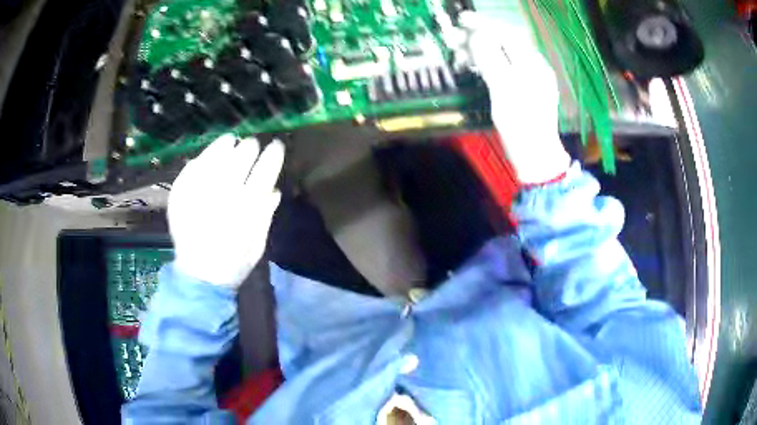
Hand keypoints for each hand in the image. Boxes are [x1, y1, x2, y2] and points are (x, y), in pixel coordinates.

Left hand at [168, 134, 284, 288]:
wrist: (199, 276)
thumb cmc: (233, 263)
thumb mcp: (259, 244)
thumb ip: (266, 215)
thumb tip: (273, 190)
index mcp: (248, 206)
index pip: (265, 169)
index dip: (273, 154)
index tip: (275, 146)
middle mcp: (225, 193)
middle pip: (241, 156)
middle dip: (249, 147)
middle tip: (250, 145)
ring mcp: (200, 191)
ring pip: (216, 155)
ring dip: (225, 145)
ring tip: (229, 141)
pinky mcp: (182, 194)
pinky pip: (193, 167)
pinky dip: (201, 159)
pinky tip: (206, 158)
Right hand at [461, 12, 570, 184]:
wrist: (536, 158)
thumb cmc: (521, 126)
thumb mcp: (503, 89)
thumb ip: (490, 58)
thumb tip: (477, 35)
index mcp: (533, 64)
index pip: (507, 34)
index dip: (483, 24)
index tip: (461, 20)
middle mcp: (534, 67)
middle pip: (505, 42)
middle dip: (479, 37)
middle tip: (455, 41)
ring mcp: (531, 79)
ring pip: (503, 55)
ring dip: (481, 51)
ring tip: (461, 56)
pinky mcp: (525, 90)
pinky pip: (505, 68)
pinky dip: (488, 64)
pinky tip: (476, 67)